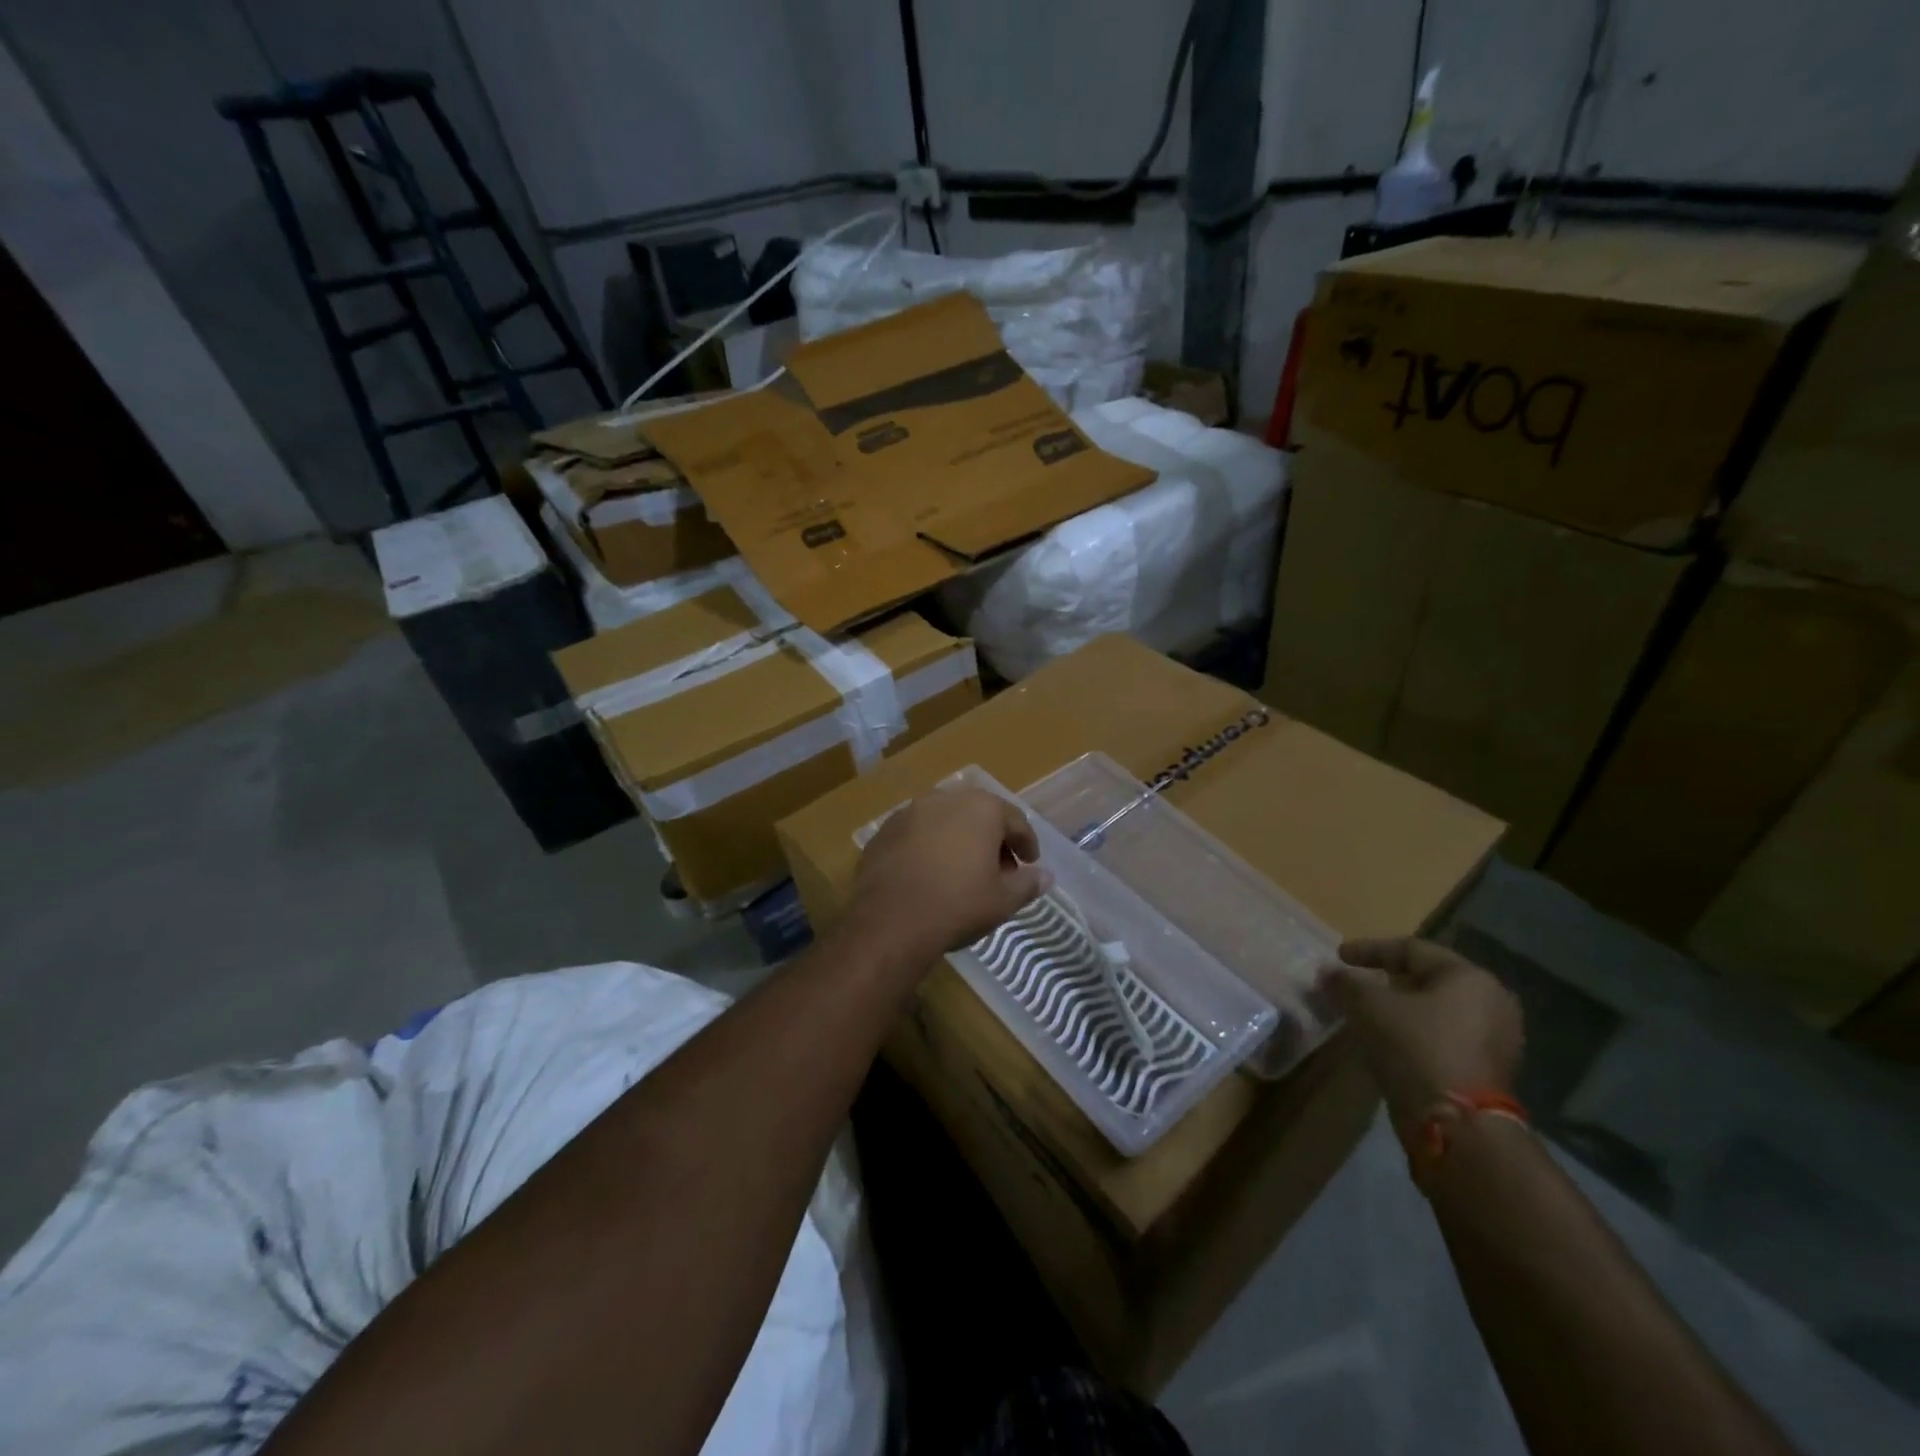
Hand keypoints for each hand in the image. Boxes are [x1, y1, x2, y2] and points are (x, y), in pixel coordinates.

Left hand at [845, 785, 1052, 968]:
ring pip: (945, 821)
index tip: (1030, 864)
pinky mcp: (884, 830)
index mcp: (981, 808)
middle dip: (992, 839)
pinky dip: (929, 847)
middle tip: (999, 869)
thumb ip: (1028, 884)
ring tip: (962, 871)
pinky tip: (929, 873)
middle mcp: (945, 799)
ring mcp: (910, 811)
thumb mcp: (1003, 900)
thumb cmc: (957, 905)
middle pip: (979, 815)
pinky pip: (917, 834)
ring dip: (959, 840)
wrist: (889, 920)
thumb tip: (1045, 876)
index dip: (1026, 844)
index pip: (1015, 821)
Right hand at [1318, 938, 1524, 1136]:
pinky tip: (1391, 1038)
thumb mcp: (1369, 1007)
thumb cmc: (1415, 1047)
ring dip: (1403, 1007)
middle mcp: (1492, 1001)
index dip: (1369, 950)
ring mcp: (1497, 1039)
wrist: (1458, 1125)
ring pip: (1439, 1009)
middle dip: (1389, 978)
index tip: (1339, 957)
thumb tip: (1327, 972)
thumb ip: (1346, 983)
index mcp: (1469, 977)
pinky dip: (1417, 1031)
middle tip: (1359, 981)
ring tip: (1370, 1011)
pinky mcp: (1490, 1070)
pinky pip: (1446, 1036)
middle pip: (1430, 979)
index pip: (1412, 949)